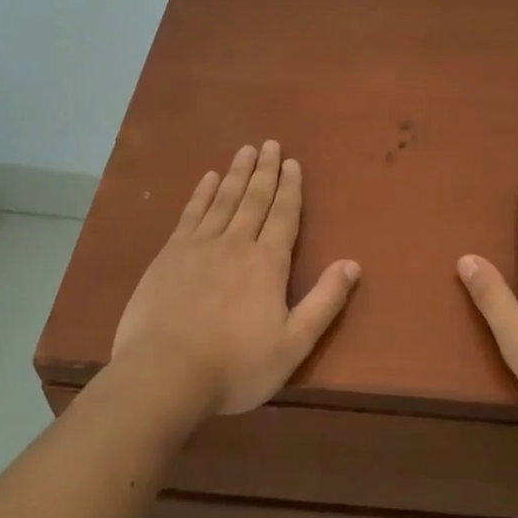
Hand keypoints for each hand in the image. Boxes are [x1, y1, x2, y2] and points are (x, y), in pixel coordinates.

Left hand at [110, 141, 359, 417]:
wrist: (165, 374)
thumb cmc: (236, 365)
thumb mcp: (293, 343)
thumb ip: (324, 302)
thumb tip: (352, 264)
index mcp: (268, 263)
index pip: (284, 216)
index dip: (291, 188)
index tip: (293, 162)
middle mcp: (236, 244)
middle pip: (254, 199)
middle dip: (265, 171)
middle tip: (270, 144)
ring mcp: (199, 246)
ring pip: (223, 199)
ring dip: (236, 173)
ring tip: (245, 150)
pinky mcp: (169, 255)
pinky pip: (190, 214)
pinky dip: (201, 194)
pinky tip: (207, 179)